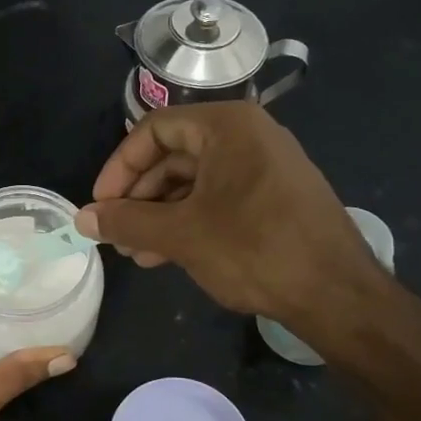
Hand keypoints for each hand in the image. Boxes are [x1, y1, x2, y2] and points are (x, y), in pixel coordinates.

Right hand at [75, 103, 387, 341]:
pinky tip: (166, 255)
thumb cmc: (254, 248)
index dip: (119, 167)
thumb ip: (126, 221)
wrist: (338, 294)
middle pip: (172, 156)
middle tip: (116, 234)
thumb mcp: (181, 234)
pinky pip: (218, 199)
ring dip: (158, 215)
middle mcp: (248, 136)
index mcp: (227, 126)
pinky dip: (188, 222)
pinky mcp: (274, 197)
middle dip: (138, 198)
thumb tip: (82, 217)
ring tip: (136, 252)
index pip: (153, 130)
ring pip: (193, 183)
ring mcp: (265, 167)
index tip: (101, 204)